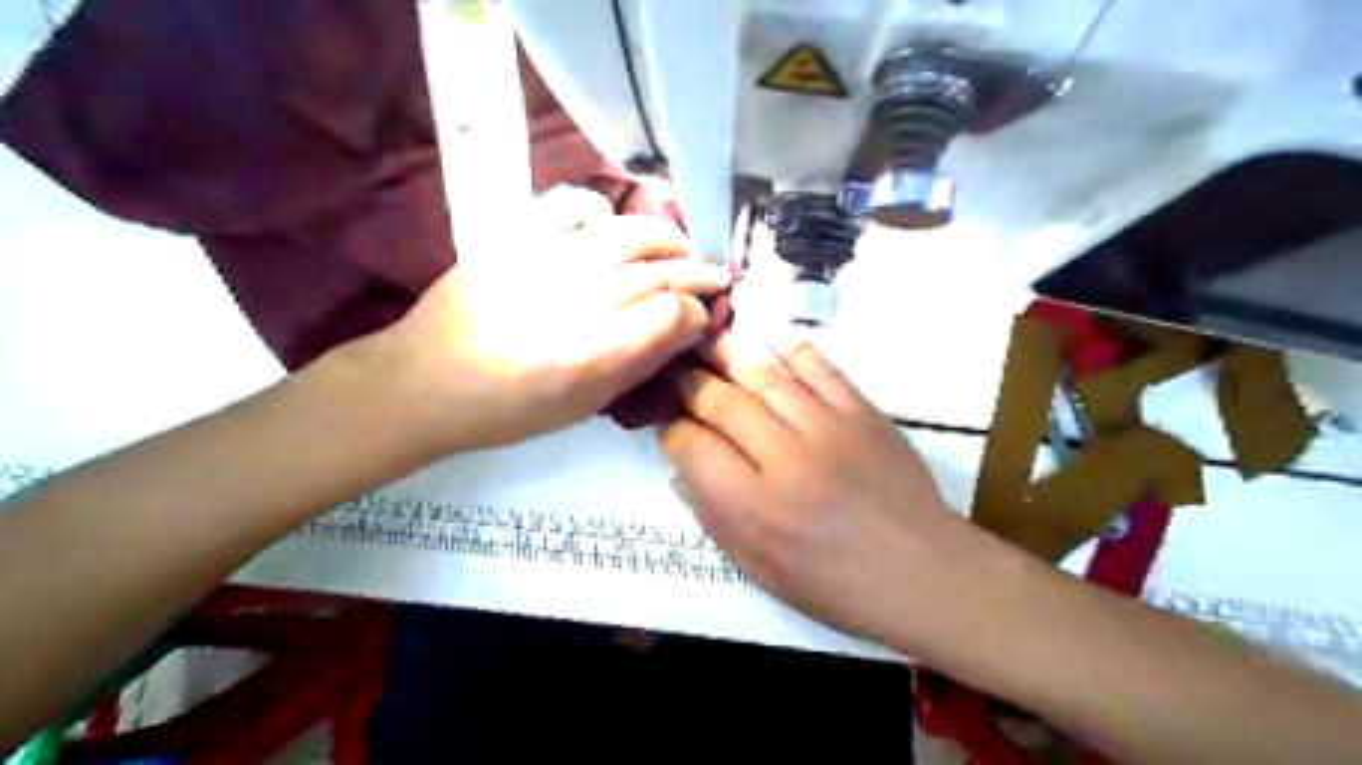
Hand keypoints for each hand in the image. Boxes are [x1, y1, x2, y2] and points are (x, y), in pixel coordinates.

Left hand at [354, 189, 726, 454]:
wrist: (424, 382)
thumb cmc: (507, 410)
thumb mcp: (582, 408)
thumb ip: (637, 366)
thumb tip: (683, 328)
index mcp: (590, 357)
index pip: (671, 314)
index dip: (697, 311)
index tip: (703, 316)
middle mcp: (574, 303)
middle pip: (657, 271)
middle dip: (698, 271)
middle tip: (715, 275)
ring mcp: (542, 262)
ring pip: (627, 233)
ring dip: (667, 236)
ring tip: (682, 245)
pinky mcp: (513, 238)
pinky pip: (570, 205)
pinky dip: (601, 208)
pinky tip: (613, 223)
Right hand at [658, 334, 979, 643]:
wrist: (922, 571)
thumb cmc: (835, 583)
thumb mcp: (760, 570)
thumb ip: (714, 518)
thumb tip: (681, 470)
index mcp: (753, 508)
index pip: (691, 446)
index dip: (670, 428)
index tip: (665, 420)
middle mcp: (783, 459)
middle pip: (720, 402)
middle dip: (688, 381)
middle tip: (674, 370)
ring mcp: (826, 429)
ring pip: (764, 376)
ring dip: (729, 354)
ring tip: (707, 339)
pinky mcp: (861, 412)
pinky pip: (820, 367)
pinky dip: (792, 349)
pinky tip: (771, 341)